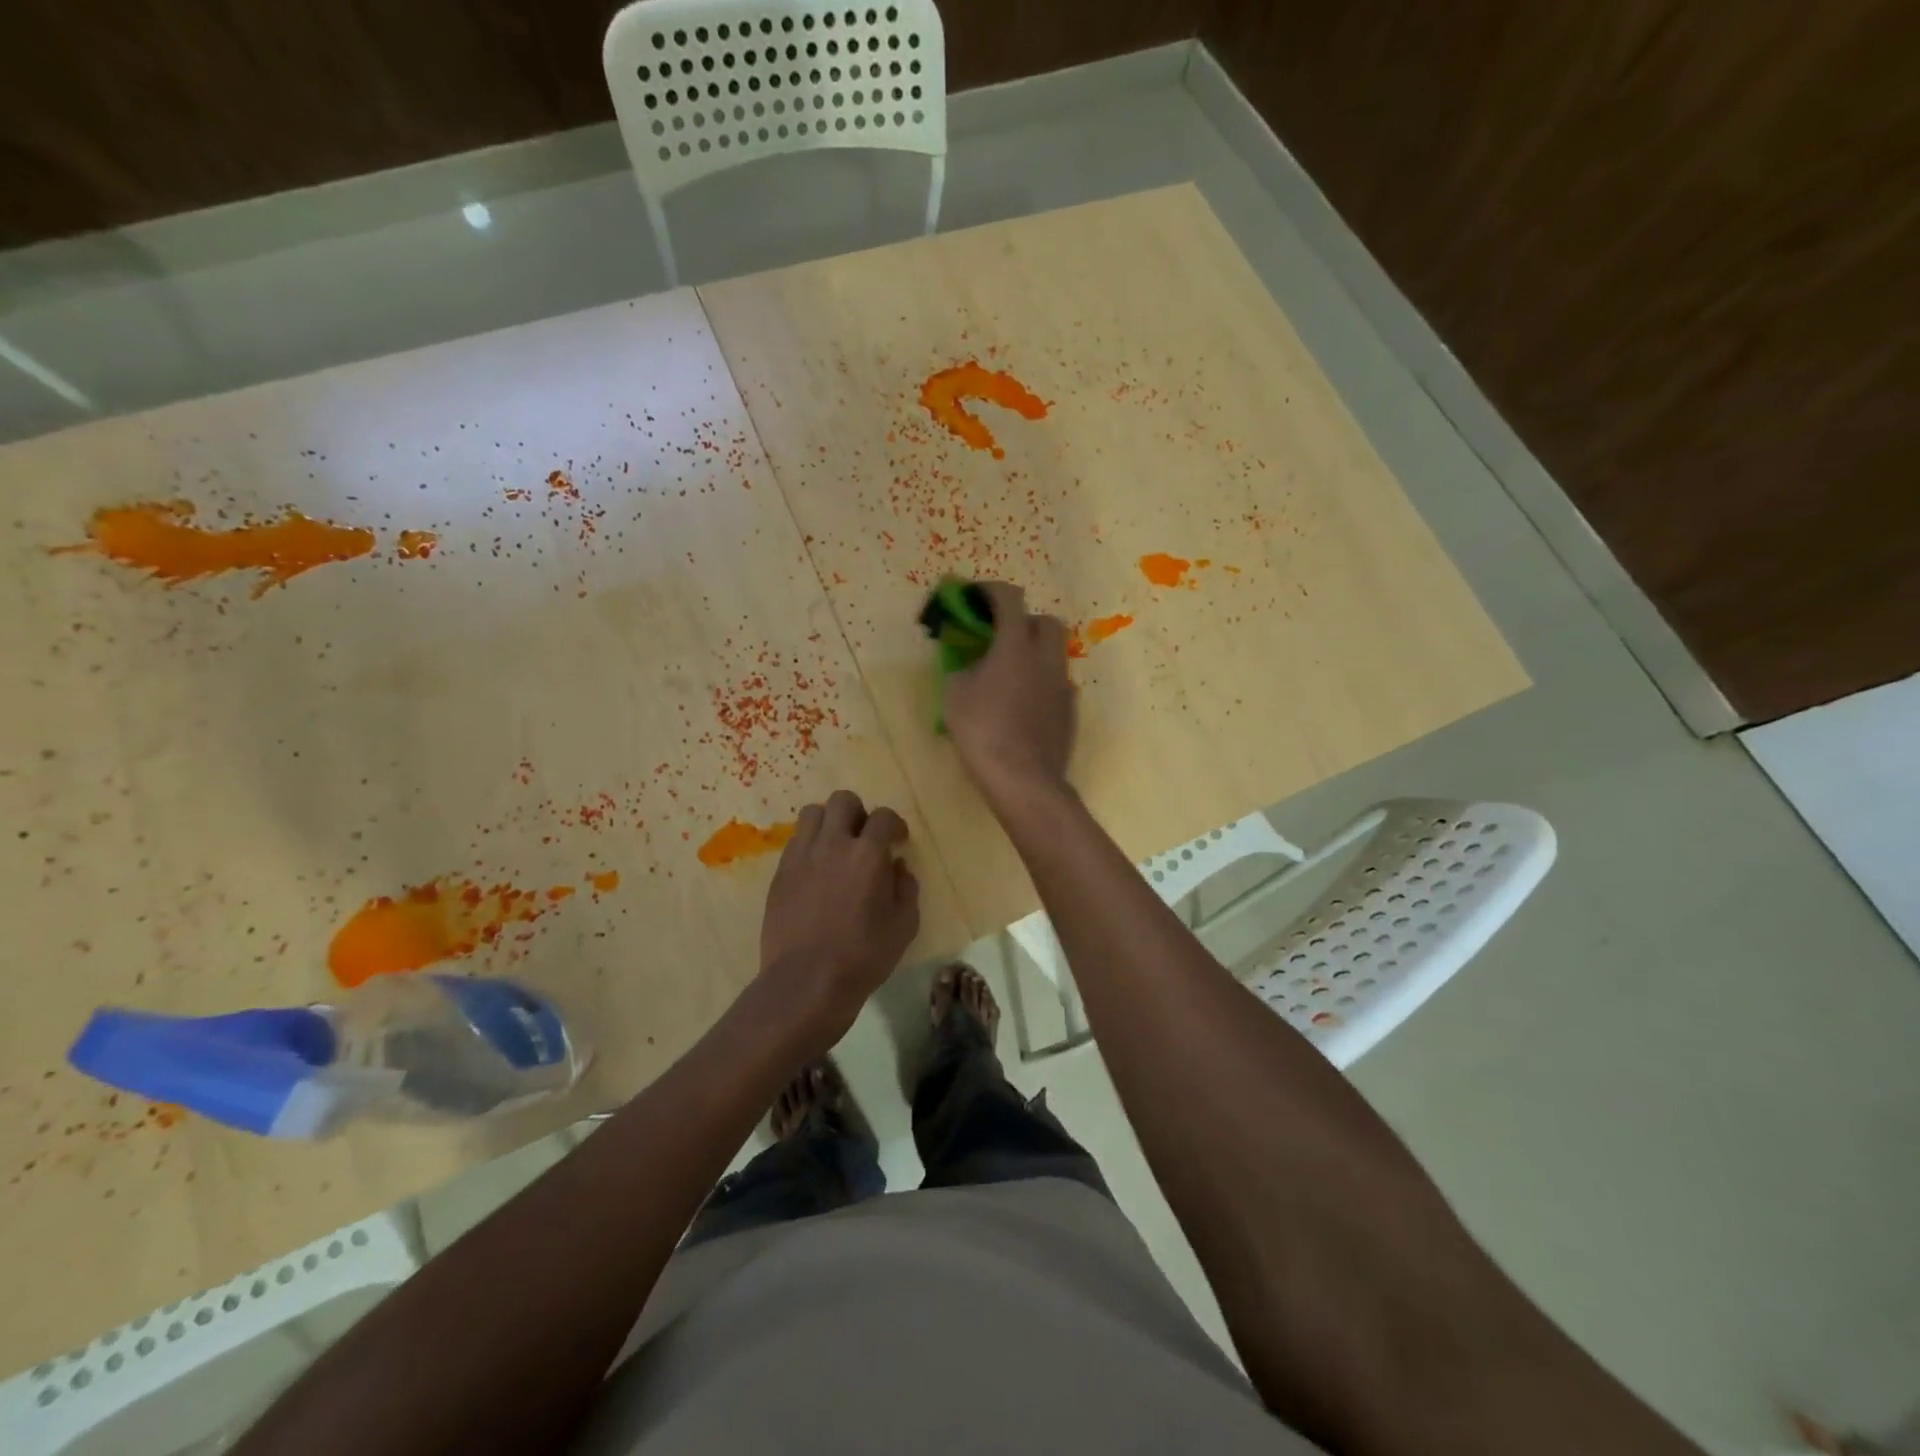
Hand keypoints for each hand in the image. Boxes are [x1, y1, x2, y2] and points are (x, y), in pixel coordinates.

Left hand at [757, 790, 919, 1040]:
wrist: (806, 981)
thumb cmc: (863, 955)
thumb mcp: (904, 925)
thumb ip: (906, 888)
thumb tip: (897, 867)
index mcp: (867, 854)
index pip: (884, 816)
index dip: (894, 824)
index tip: (897, 840)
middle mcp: (832, 844)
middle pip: (843, 801)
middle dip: (859, 813)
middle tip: (864, 838)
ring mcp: (801, 856)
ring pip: (813, 813)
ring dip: (829, 822)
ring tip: (836, 847)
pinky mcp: (780, 873)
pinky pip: (795, 841)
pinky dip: (809, 845)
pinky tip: (816, 870)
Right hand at [944, 581, 1076, 806]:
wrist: (1024, 779)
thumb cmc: (983, 732)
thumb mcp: (954, 695)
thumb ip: (962, 667)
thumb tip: (970, 663)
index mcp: (1016, 645)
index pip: (1010, 598)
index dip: (990, 591)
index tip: (975, 597)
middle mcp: (1046, 657)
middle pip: (1044, 620)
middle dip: (1022, 620)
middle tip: (998, 637)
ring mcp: (1063, 684)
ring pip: (1054, 652)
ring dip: (1033, 652)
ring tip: (1009, 673)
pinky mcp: (1070, 709)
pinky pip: (1056, 682)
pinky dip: (1040, 681)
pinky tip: (1022, 704)